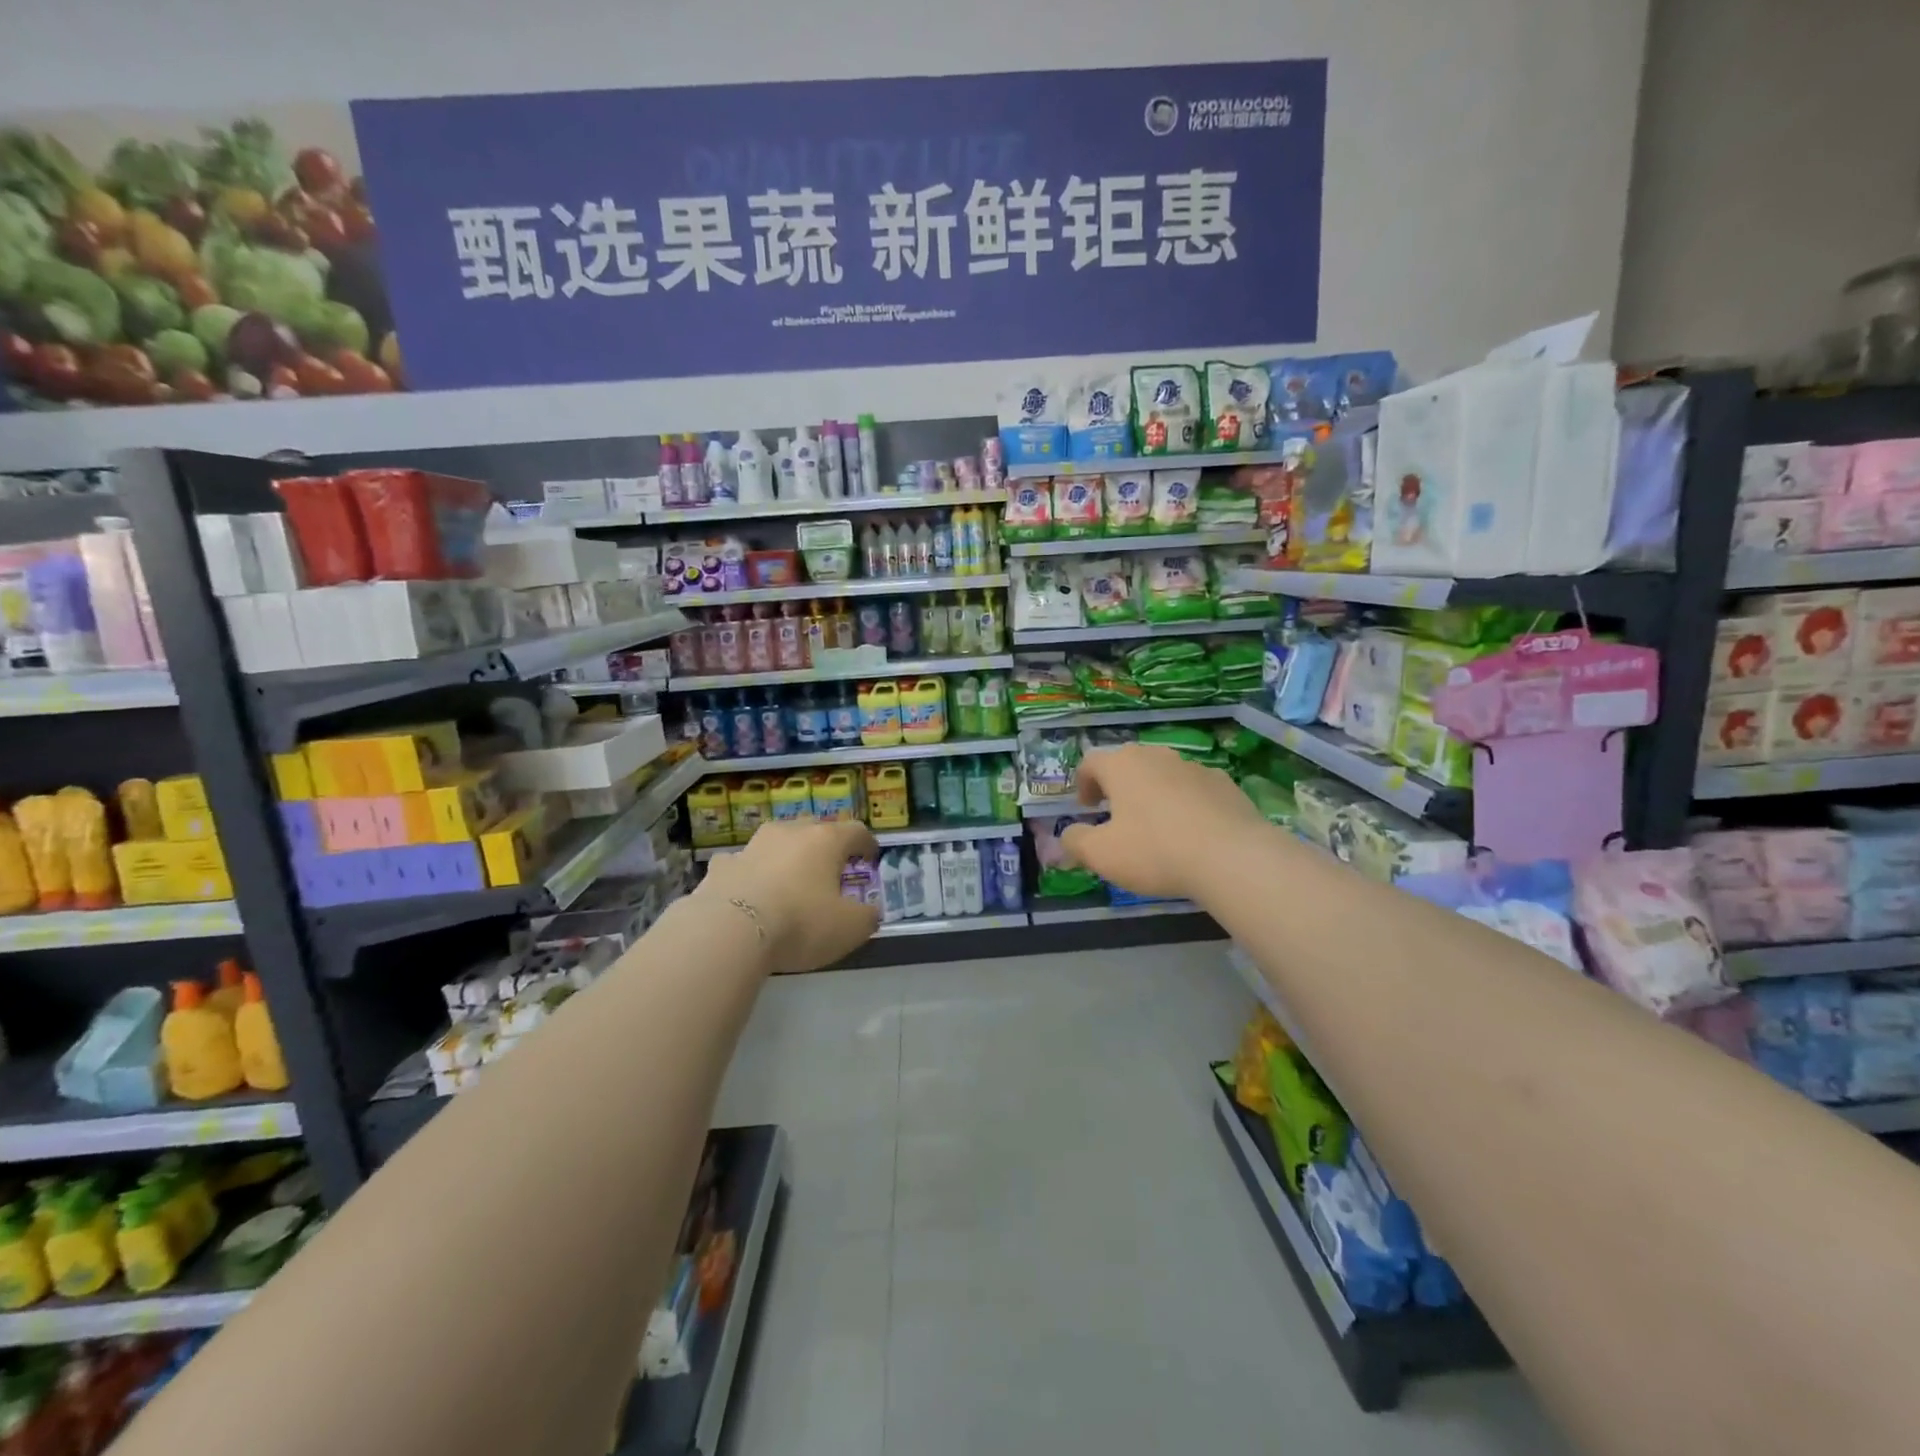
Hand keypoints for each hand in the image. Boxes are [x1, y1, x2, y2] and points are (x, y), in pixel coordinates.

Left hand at [696, 818, 879, 972]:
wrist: (729, 931)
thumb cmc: (800, 923)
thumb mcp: (850, 928)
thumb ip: (867, 917)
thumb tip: (871, 911)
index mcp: (826, 840)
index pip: (856, 831)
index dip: (866, 843)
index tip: (870, 857)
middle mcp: (790, 832)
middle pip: (815, 829)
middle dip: (825, 845)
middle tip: (830, 867)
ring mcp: (752, 846)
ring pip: (776, 841)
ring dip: (786, 855)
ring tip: (790, 877)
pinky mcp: (721, 866)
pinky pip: (742, 863)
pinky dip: (750, 872)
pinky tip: (749, 889)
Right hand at [1060, 744, 1270, 902]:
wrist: (1231, 856)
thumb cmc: (1154, 850)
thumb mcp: (1101, 854)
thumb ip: (1075, 841)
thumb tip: (1067, 835)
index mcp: (1122, 765)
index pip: (1091, 762)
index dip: (1083, 783)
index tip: (1086, 808)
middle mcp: (1156, 756)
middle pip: (1128, 763)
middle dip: (1118, 786)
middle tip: (1116, 814)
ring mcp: (1194, 767)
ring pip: (1163, 774)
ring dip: (1152, 793)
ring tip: (1155, 826)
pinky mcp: (1225, 784)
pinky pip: (1194, 789)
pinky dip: (1185, 803)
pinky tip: (1190, 832)